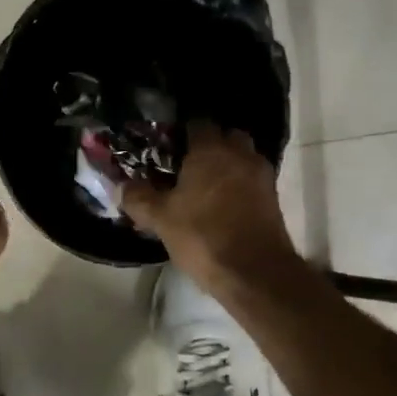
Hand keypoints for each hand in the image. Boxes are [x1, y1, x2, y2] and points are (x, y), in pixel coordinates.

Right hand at [122, 122, 298, 288]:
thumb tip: (122, 185)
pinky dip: (240, 185)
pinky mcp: (273, 198)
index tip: (167, 146)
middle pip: (226, 136)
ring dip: (228, 165)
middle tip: (188, 165)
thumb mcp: (161, 219)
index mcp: (210, 150)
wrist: (255, 272)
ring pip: (243, 158)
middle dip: (210, 145)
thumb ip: (139, 198)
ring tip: (205, 186)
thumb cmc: (203, 236)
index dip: (182, 132)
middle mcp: (239, 154)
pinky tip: (223, 204)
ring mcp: (261, 175)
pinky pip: (252, 180)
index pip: (197, 123)